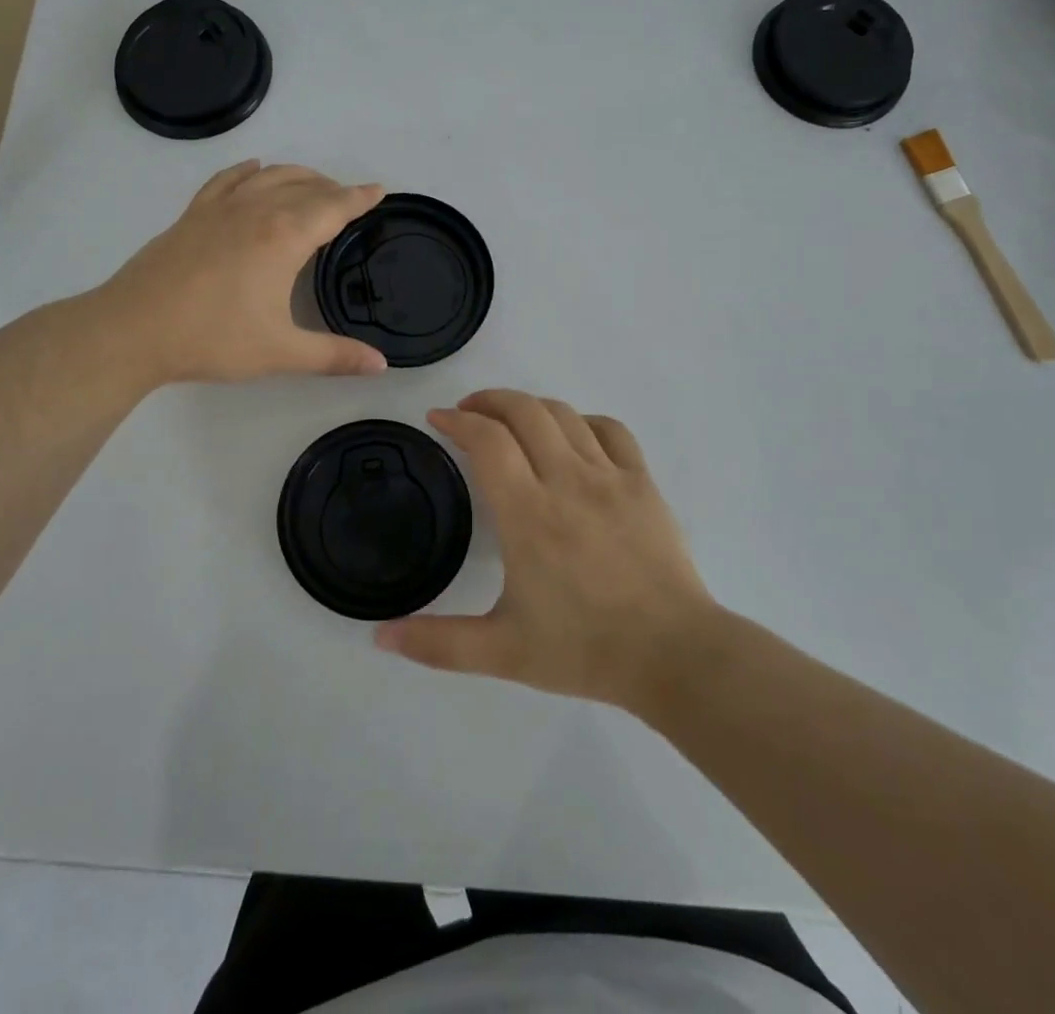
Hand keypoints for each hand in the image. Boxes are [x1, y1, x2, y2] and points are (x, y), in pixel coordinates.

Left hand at [95, 161, 389, 385]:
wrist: (133, 330)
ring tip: (313, 185)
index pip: (333, 207)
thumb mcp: (281, 352)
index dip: (359, 198)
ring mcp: (220, 208)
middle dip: (332, 189)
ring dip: (297, 175)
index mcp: (285, 237)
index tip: (379, 190)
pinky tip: (254, 170)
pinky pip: (227, 180)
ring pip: (268, 176)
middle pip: (304, 186)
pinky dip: (247, 171)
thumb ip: (335, 356)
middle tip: (349, 200)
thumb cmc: (212, 339)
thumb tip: (381, 366)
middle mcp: (257, 210)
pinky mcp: (192, 215)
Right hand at [375, 390, 718, 710]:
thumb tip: (380, 637)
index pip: (487, 441)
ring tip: (510, 419)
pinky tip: (572, 437)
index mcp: (528, 514)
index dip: (457, 420)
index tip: (437, 418)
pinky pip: (610, 430)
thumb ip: (437, 643)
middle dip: (488, 400)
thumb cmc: (584, 650)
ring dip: (529, 406)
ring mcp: (609, 477)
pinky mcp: (642, 482)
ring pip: (563, 414)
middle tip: (467, 412)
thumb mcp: (502, 653)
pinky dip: (582, 421)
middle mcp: (567, 481)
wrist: (674, 656)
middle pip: (523, 411)